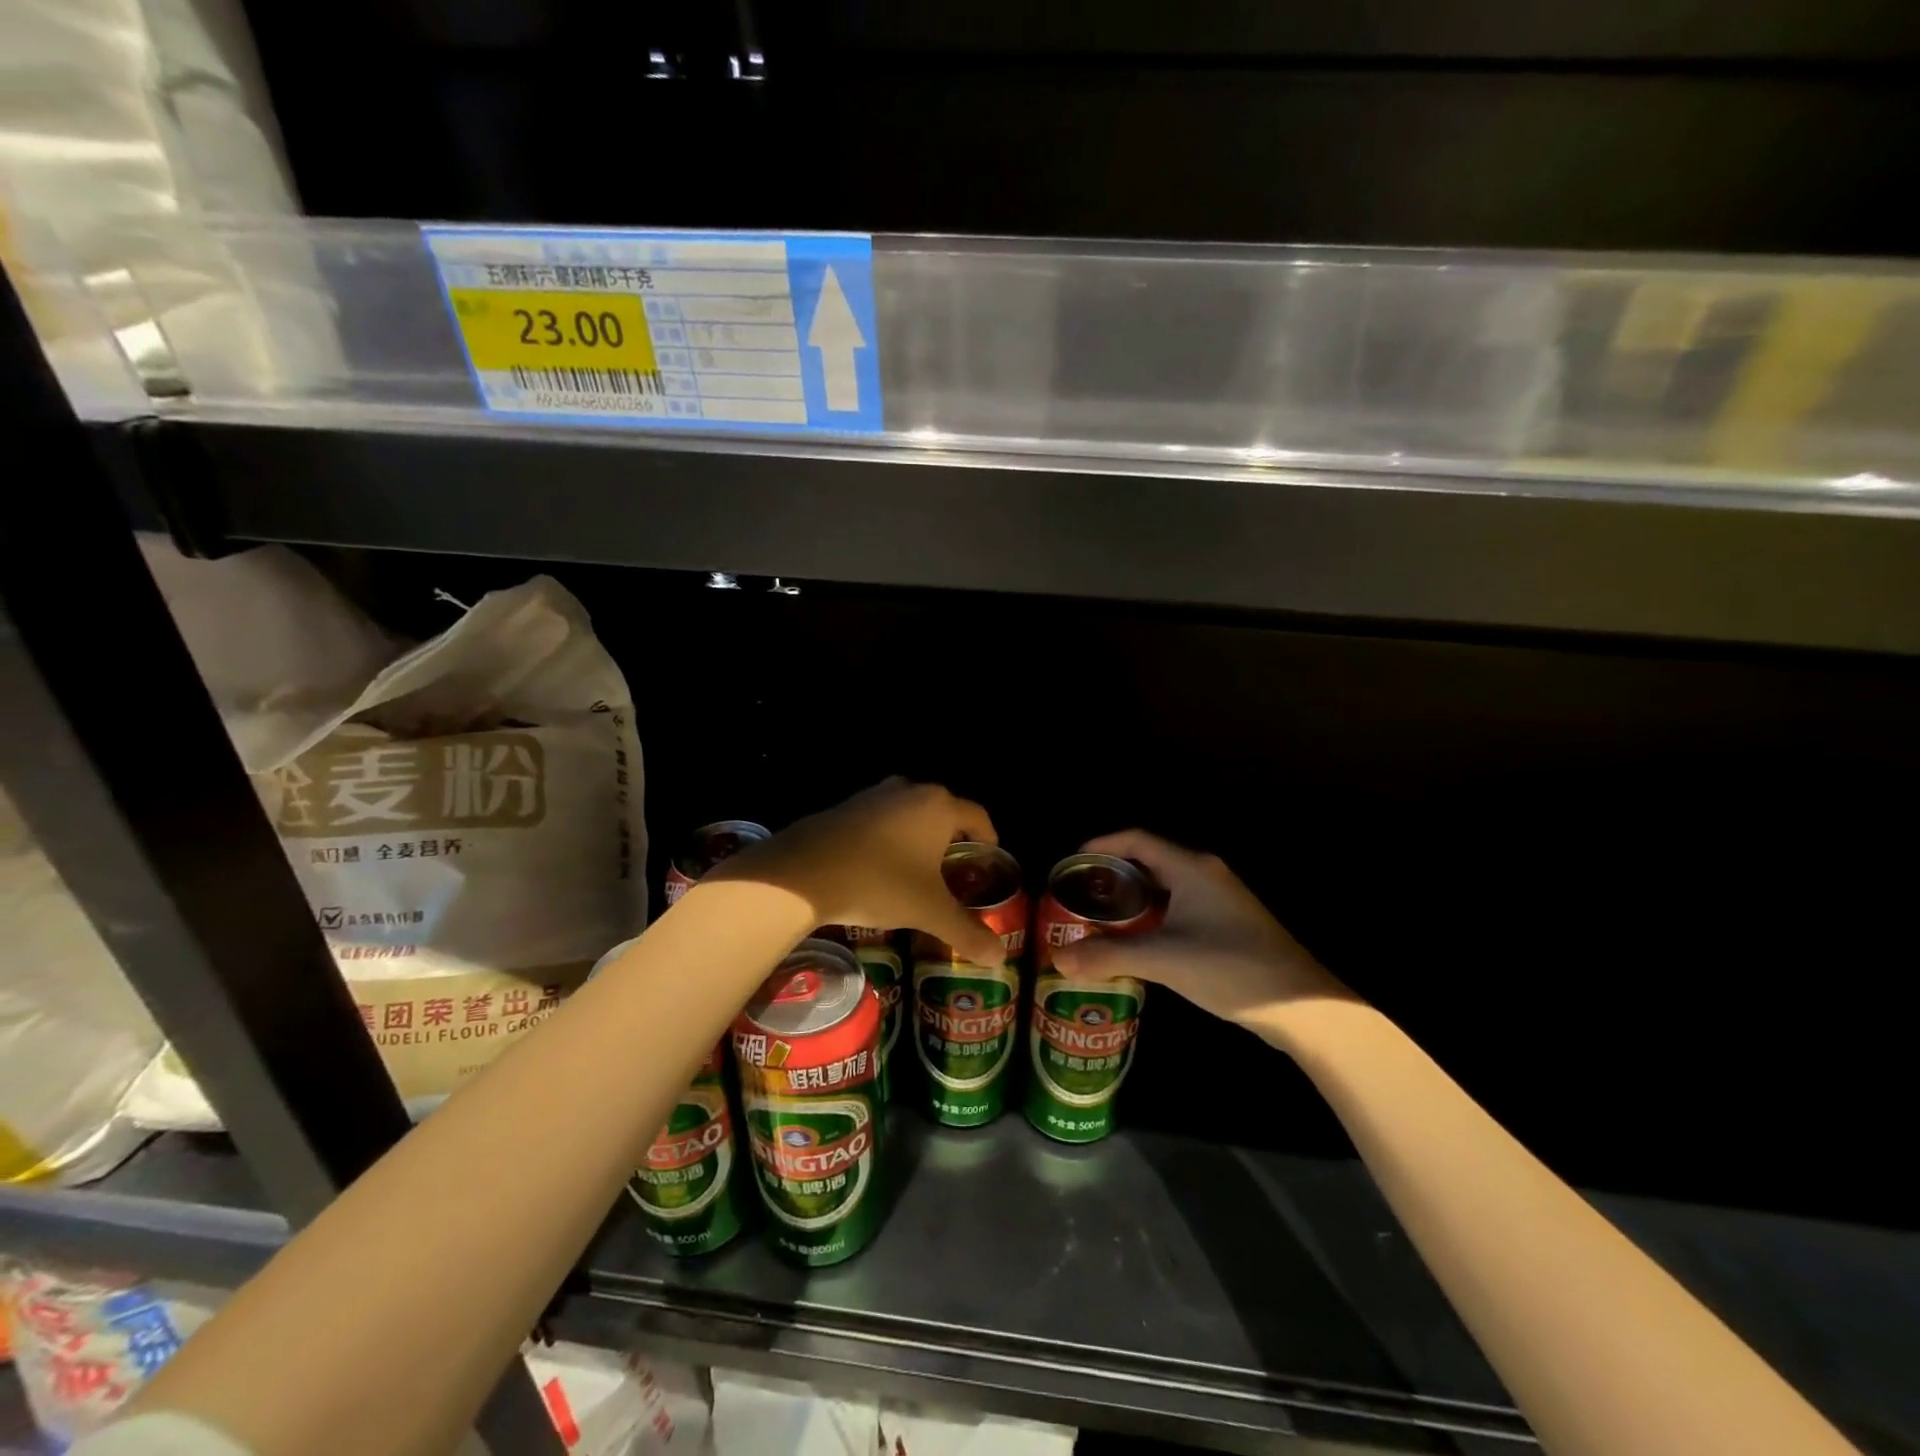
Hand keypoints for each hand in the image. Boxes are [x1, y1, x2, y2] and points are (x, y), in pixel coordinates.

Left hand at [705, 778, 1006, 966]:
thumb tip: (999, 958)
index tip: (988, 858)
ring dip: (918, 836)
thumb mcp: (929, 911)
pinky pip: (880, 819)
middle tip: (955, 870)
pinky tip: (879, 867)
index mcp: (940, 806)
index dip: (988, 838)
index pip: (978, 816)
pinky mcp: (845, 806)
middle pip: (943, 811)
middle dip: (952, 838)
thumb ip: (967, 931)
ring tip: (918, 869)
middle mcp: (911, 790)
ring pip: (909, 813)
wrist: (805, 872)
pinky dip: (888, 837)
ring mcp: (874, 794)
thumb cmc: (881, 882)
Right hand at [1051, 830, 1350, 1027]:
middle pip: (1148, 861)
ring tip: (1099, 922)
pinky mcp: (1228, 923)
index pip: (1136, 839)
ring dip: (1132, 901)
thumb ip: (1110, 955)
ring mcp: (1220, 899)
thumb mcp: (1164, 960)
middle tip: (1079, 899)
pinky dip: (1152, 918)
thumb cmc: (1230, 968)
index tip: (1072, 865)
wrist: (1303, 1008)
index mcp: (1191, 867)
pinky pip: (1179, 907)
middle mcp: (1205, 873)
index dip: (1101, 845)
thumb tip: (1059, 960)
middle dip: (1111, 877)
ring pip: (1164, 887)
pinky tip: (1137, 944)